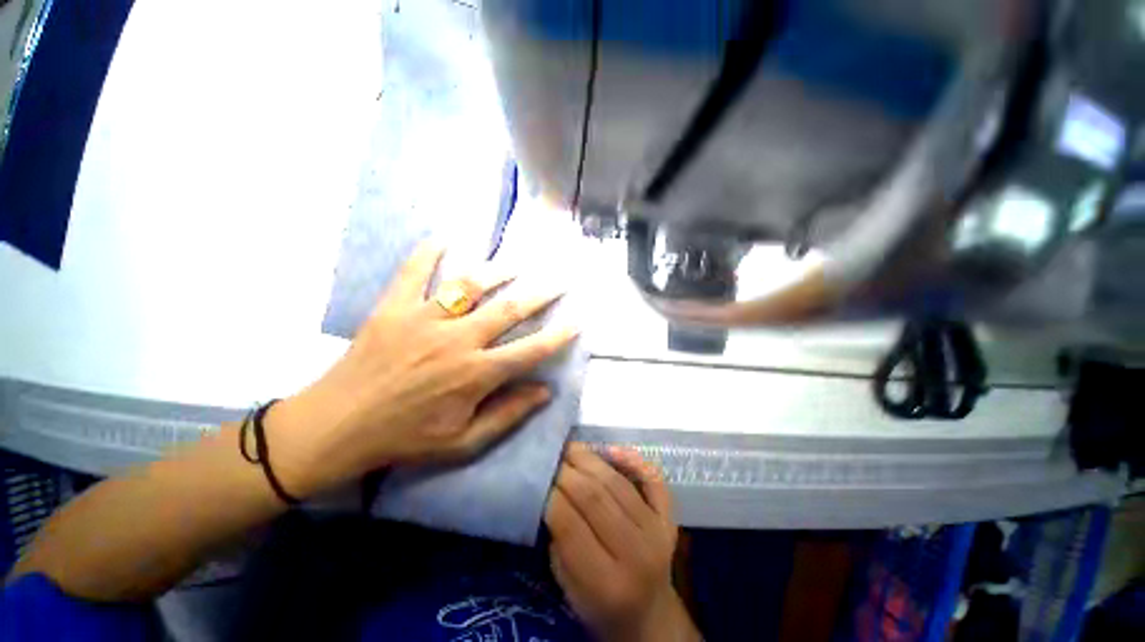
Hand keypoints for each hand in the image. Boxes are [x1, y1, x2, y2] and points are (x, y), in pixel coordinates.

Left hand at [266, 241, 578, 497]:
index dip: (558, 336)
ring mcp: (423, 320)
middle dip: (540, 293)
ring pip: (469, 286)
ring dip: (497, 271)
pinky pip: (412, 273)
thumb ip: (507, 415)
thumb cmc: (405, 438)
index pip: (530, 351)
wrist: (337, 427)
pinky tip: (444, 238)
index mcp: (475, 374)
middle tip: (560, 279)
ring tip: (517, 263)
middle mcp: (456, 341)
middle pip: (509, 310)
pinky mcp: (393, 309)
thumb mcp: (463, 443)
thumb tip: (545, 391)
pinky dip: (427, 253)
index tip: (577, 321)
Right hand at [545, 444, 700, 641]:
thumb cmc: (601, 608)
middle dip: (566, 471)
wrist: (649, 617)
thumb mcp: (569, 588)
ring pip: (617, 483)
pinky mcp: (669, 518)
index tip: (536, 476)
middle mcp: (637, 553)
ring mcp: (657, 532)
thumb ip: (559, 542)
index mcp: (607, 583)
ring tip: (570, 448)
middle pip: (595, 497)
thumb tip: (550, 492)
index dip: (550, 495)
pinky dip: (632, 460)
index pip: (571, 525)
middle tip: (550, 456)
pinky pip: (653, 479)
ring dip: (590, 459)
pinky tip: (611, 450)